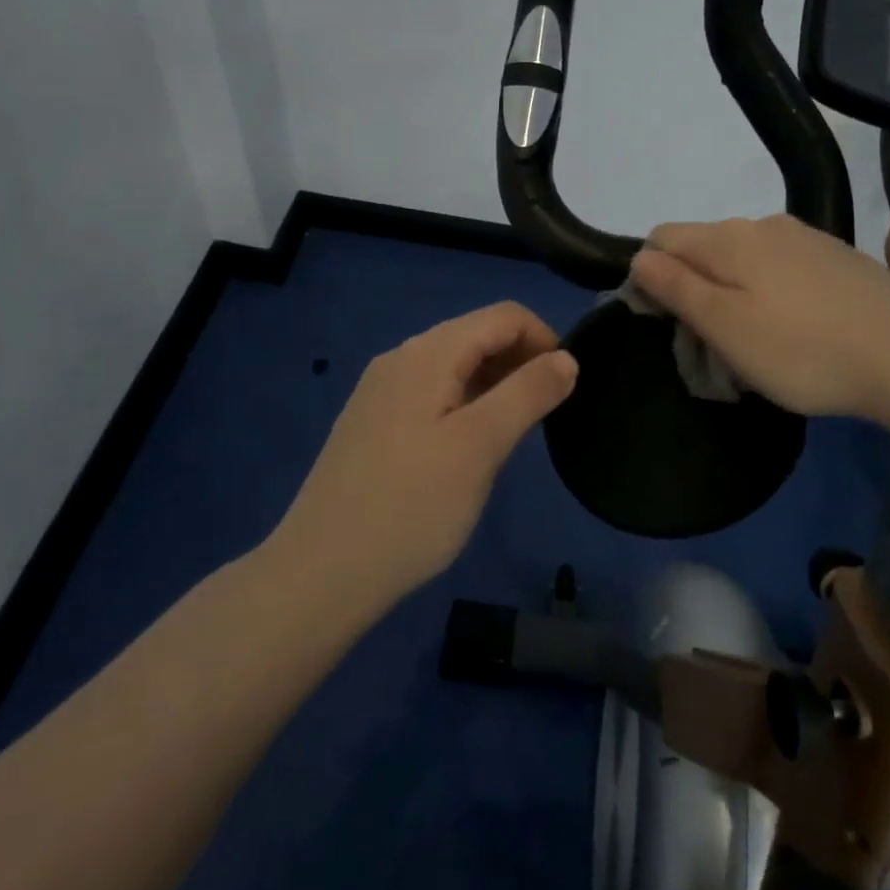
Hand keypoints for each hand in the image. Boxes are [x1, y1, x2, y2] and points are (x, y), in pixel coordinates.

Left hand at [274, 302, 577, 603]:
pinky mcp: (374, 422)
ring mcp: (382, 390)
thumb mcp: (481, 447)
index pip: (504, 316)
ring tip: (515, 434)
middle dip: (522, 361)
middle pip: (477, 335)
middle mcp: (401, 358)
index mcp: (428, 353)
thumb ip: (528, 394)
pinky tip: (471, 447)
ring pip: (456, 366)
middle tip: (545, 415)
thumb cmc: (411, 507)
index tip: (568, 387)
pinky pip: (433, 393)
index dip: (545, 339)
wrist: (321, 574)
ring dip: (496, 384)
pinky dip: (467, 403)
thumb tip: (567, 358)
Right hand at [629, 214, 889, 420]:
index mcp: (728, 238)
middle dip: (693, 288)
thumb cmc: (802, 350)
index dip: (649, 277)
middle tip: (711, 344)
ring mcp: (805, 237)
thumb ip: (676, 287)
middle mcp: (762, 224)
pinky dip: (771, 291)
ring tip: (756, 340)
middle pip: (703, 247)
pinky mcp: (837, 256)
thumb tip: (639, 258)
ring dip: (733, 291)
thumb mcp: (725, 327)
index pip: (661, 238)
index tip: (664, 324)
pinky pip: (782, 267)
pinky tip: (797, 327)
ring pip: (744, 258)